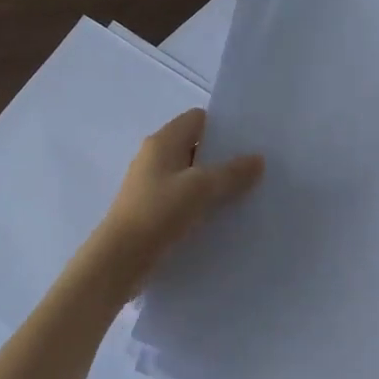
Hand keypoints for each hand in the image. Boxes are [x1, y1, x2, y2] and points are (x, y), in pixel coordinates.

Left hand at [95, 109, 263, 287]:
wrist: (120, 259)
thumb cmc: (158, 212)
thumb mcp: (201, 188)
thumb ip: (232, 172)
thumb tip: (258, 159)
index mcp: (163, 141)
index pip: (197, 119)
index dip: (223, 126)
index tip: (250, 141)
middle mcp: (154, 157)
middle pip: (195, 147)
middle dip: (223, 157)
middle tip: (255, 169)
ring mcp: (151, 185)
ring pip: (190, 175)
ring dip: (214, 183)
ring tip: (246, 194)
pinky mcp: (152, 210)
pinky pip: (183, 198)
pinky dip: (201, 203)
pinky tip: (222, 217)